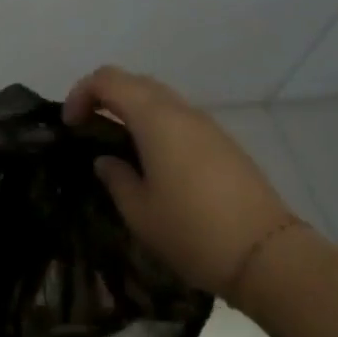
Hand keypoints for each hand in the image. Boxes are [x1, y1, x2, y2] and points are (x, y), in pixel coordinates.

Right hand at [64, 65, 300, 296]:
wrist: (267, 256)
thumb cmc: (191, 230)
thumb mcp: (138, 210)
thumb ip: (115, 177)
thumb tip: (106, 160)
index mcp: (155, 119)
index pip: (107, 80)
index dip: (81, 94)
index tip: (70, 125)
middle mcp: (181, 112)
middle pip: (134, 82)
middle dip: (105, 97)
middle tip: (88, 128)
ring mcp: (207, 127)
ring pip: (160, 98)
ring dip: (132, 110)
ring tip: (117, 146)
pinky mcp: (224, 145)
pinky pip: (180, 119)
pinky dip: (156, 125)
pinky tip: (152, 160)